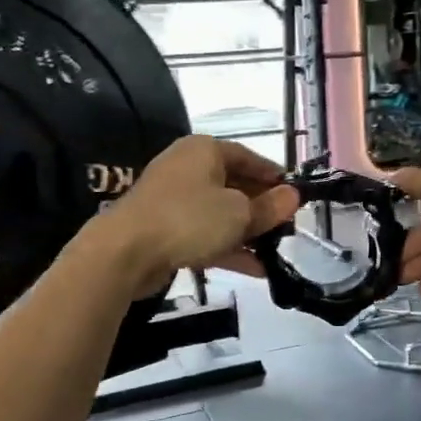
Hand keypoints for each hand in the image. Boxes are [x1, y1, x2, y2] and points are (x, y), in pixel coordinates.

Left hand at [90, 136, 300, 296]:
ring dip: (247, 233)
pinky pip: (205, 234)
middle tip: (287, 226)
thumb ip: (268, 207)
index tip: (294, 194)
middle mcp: (188, 168)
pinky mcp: (165, 229)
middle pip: (234, 185)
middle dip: (261, 207)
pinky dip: (228, 248)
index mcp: (204, 150)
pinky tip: (255, 269)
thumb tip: (293, 196)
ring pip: (220, 213)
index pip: (248, 156)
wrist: (126, 251)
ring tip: (276, 252)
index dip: (273, 175)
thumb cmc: (189, 219)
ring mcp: (174, 200)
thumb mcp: (239, 213)